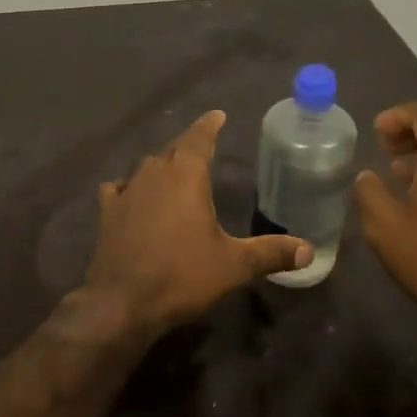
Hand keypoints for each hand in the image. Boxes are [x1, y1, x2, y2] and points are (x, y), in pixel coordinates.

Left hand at [84, 110, 311, 333]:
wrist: (122, 302)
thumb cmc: (182, 275)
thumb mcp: (234, 265)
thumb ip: (271, 253)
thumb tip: (308, 249)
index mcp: (186, 175)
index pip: (199, 138)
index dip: (209, 125)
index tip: (218, 115)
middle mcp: (154, 173)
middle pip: (173, 149)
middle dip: (189, 146)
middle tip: (203, 146)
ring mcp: (127, 191)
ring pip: (146, 167)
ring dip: (161, 165)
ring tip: (174, 171)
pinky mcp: (107, 213)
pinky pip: (119, 188)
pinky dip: (129, 187)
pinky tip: (130, 195)